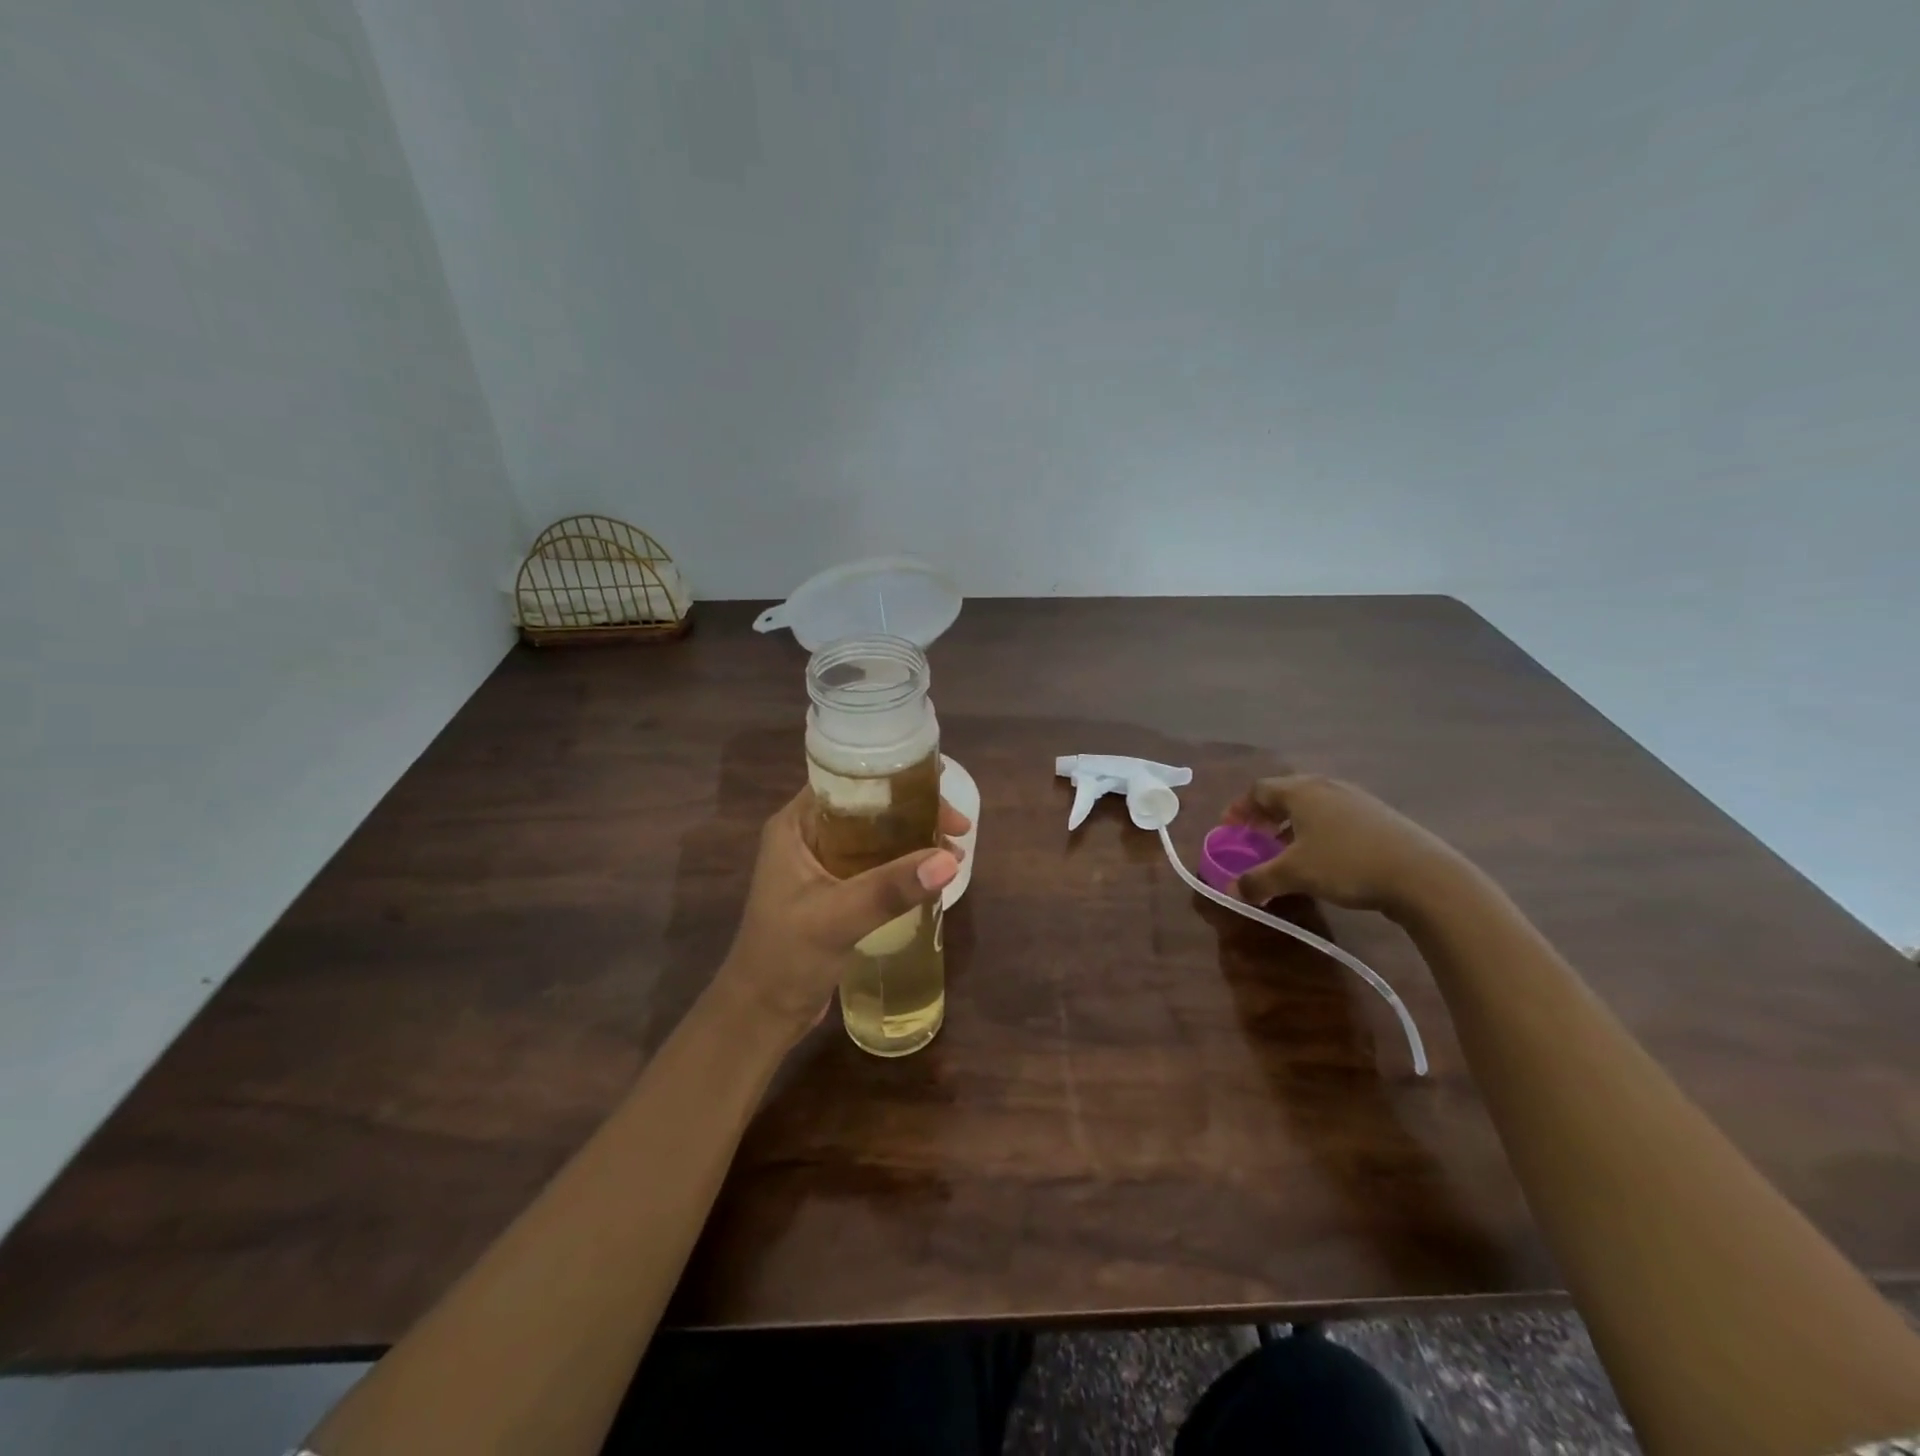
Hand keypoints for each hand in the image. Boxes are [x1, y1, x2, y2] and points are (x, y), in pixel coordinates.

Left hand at [714, 789, 967, 1043]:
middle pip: (870, 807)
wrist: (760, 1015)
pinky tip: (933, 876)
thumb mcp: (836, 917)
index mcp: (796, 825)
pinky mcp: (835, 892)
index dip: (895, 778)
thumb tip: (949, 861)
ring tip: (955, 852)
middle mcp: (808, 836)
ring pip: (877, 836)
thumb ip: (890, 888)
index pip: (848, 782)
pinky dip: (905, 865)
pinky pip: (876, 865)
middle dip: (915, 813)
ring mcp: (821, 865)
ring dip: (914, 840)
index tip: (940, 787)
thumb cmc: (784, 958)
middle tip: (959, 828)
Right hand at [1222, 774, 1464, 916]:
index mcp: (1301, 791)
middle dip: (1265, 815)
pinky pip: (1335, 817)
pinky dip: (1319, 832)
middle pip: (1285, 793)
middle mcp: (1326, 786)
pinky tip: (1324, 858)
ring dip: (1292, 825)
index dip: (1239, 808)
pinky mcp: (1379, 817)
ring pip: (1313, 806)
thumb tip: (1232, 890)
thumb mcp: (1295, 874)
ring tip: (1287, 850)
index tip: (1230, 829)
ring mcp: (1357, 799)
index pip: (1258, 789)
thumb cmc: (1346, 864)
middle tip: (1255, 838)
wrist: (1422, 875)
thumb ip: (1259, 880)